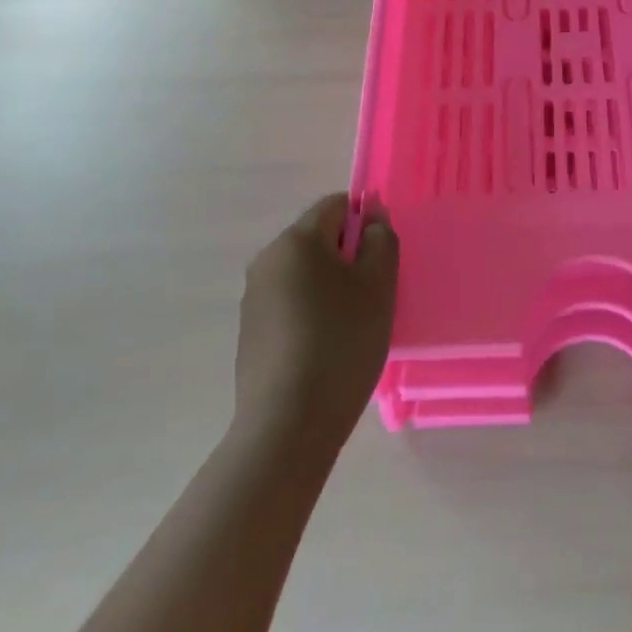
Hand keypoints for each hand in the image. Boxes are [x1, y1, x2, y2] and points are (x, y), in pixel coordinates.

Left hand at [233, 195, 397, 450]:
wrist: (287, 426)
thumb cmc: (341, 343)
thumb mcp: (378, 285)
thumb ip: (381, 239)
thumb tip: (372, 217)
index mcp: (296, 240)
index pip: (336, 205)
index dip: (365, 222)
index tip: (380, 261)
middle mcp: (267, 259)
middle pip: (318, 238)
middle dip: (348, 256)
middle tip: (372, 295)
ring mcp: (253, 297)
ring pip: (304, 272)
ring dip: (330, 285)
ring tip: (351, 325)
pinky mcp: (250, 330)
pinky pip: (290, 301)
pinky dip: (311, 311)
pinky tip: (326, 347)